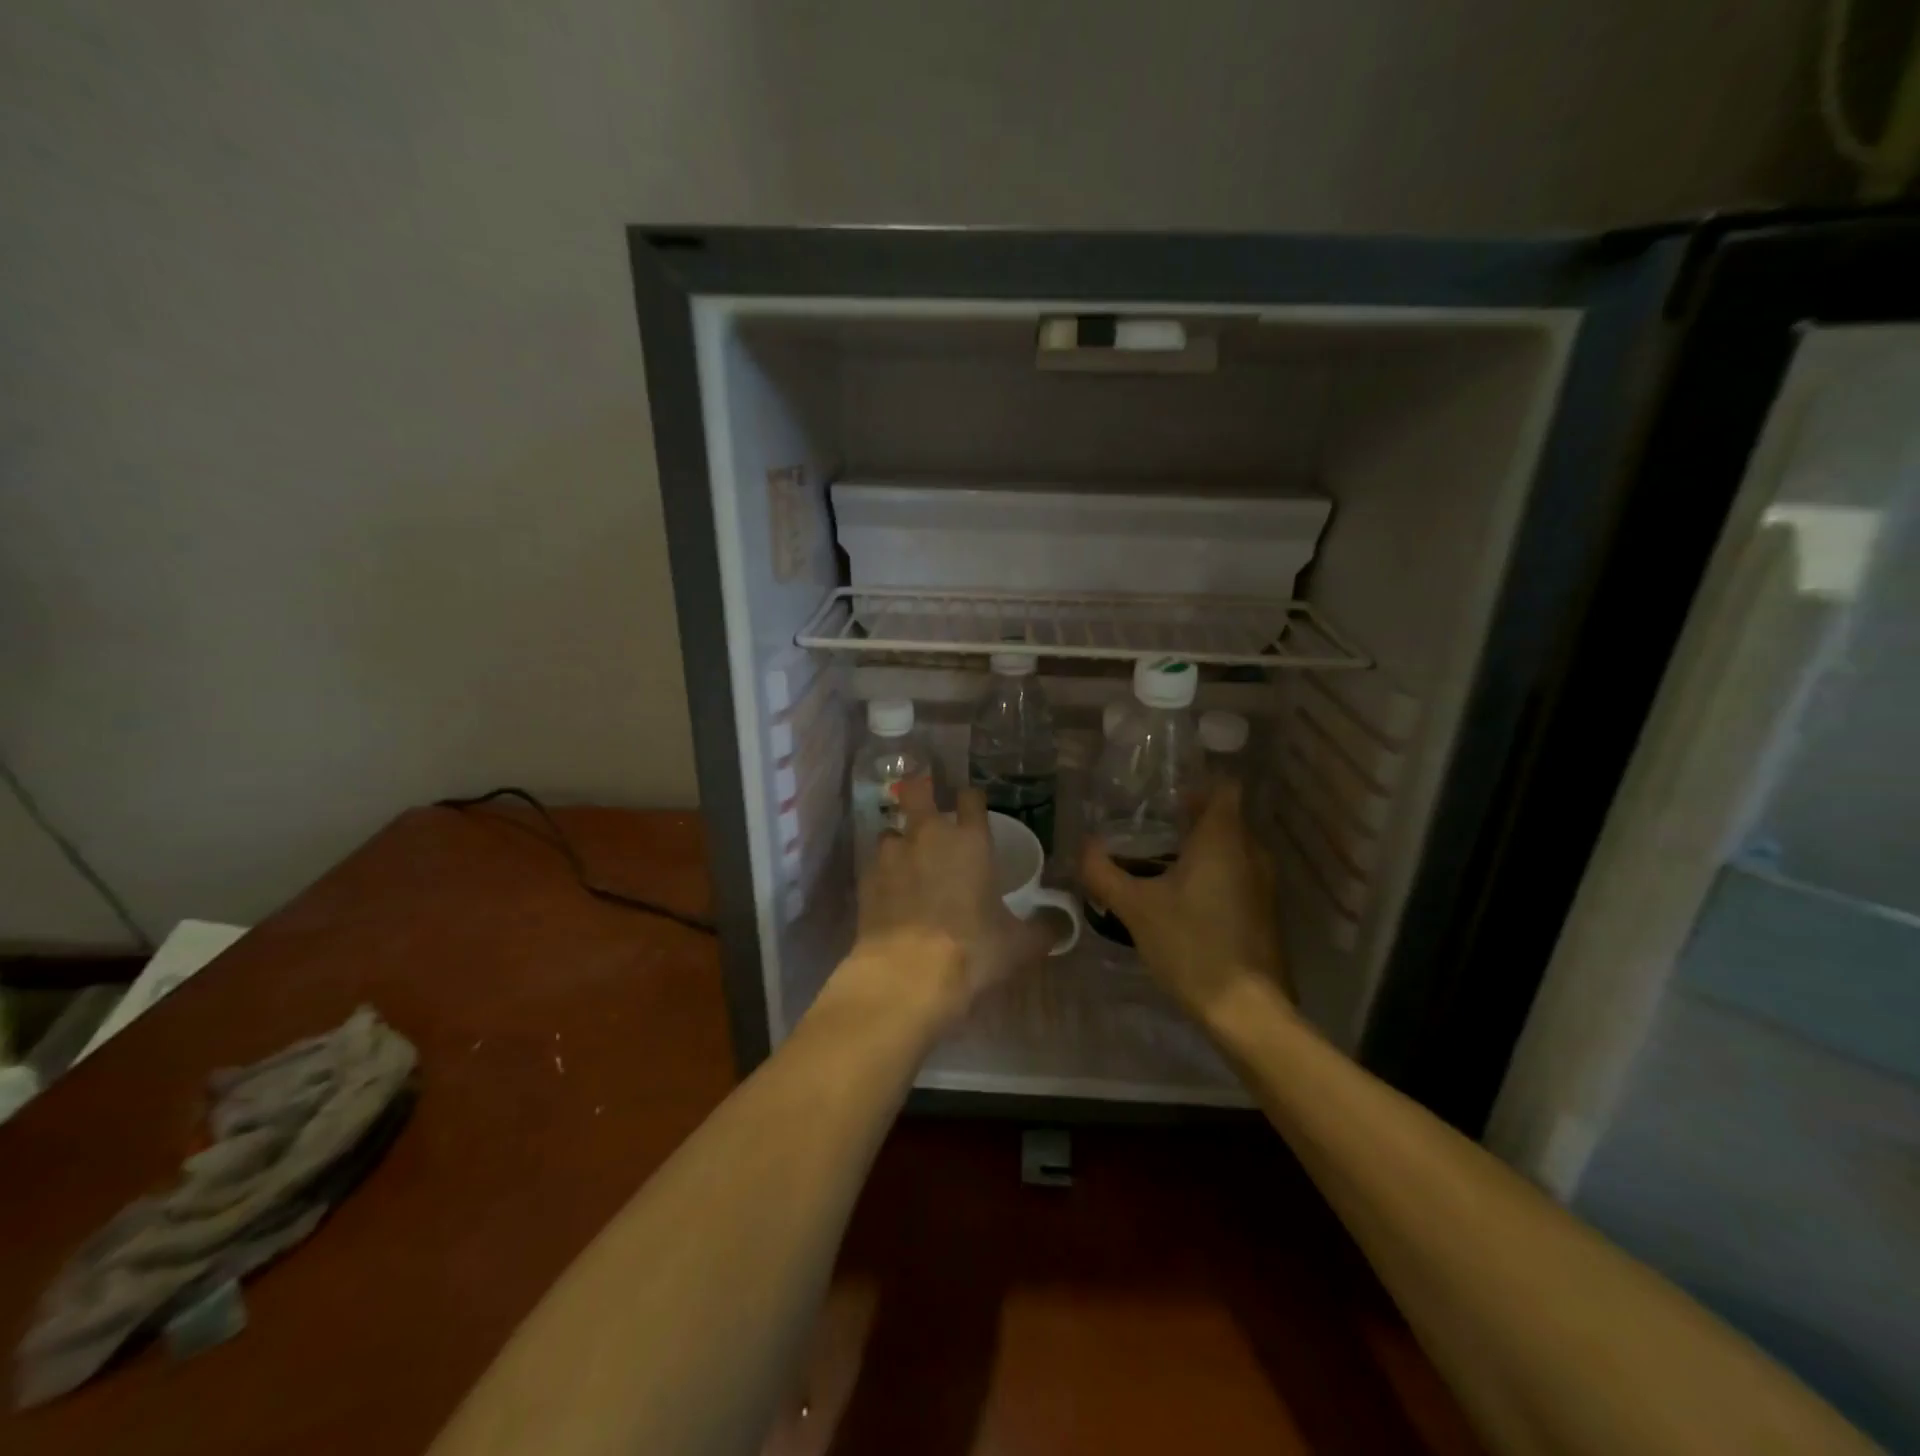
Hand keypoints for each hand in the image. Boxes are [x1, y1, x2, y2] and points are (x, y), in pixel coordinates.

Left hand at [837, 779, 1051, 1028]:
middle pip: (917, 792)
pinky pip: (875, 865)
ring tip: (908, 864)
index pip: (971, 798)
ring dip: (900, 842)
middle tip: (929, 811)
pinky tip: (890, 895)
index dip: (972, 800)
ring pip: (892, 831)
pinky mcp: (865, 879)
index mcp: (970, 840)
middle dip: (922, 793)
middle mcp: (928, 835)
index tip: (973, 807)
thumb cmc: (972, 950)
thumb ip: (1044, 928)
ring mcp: (892, 854)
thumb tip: (1063, 926)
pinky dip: (883, 874)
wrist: (907, 975)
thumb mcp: (1019, 944)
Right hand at [1079, 781, 1291, 1024]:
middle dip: (1189, 819)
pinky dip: (1212, 876)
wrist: (1247, 1010)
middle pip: (1224, 818)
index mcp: (1224, 840)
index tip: (1164, 793)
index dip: (1197, 784)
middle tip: (1146, 827)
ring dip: (1199, 850)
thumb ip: (1104, 872)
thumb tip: (1083, 846)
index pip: (1224, 788)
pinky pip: (1236, 876)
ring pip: (1231, 850)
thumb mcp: (1135, 908)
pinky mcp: (1264, 913)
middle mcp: (1251, 853)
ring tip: (1156, 861)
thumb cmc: (1191, 945)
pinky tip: (1180, 898)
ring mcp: (1263, 885)